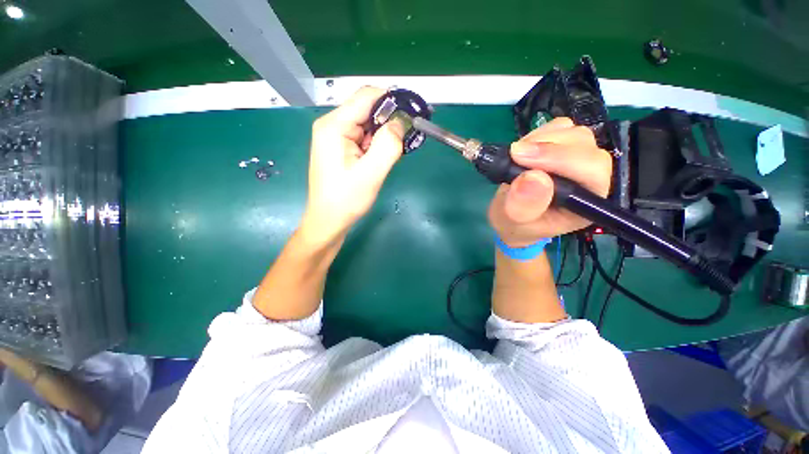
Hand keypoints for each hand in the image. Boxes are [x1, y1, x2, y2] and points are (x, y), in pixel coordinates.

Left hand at [301, 87, 404, 244]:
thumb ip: (388, 145)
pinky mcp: (340, 148)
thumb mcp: (371, 173)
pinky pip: (363, 138)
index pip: (367, 96)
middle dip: (389, 122)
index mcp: (334, 126)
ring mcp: (335, 137)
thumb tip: (401, 122)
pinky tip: (380, 160)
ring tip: (389, 157)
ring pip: (368, 125)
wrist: (328, 221)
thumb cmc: (346, 200)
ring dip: (383, 136)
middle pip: (367, 110)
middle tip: (404, 142)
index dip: (392, 101)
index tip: (412, 115)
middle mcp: (332, 126)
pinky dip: (376, 145)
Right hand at [488, 117, 611, 246]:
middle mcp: (591, 177)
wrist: (513, 218)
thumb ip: (523, 206)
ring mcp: (579, 158)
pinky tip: (525, 151)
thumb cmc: (516, 225)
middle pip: (584, 145)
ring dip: (539, 140)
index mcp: (587, 202)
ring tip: (516, 159)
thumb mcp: (513, 222)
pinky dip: (538, 134)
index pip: (591, 170)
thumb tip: (533, 177)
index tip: (521, 158)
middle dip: (547, 147)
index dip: (560, 159)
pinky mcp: (566, 146)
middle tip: (514, 155)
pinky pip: (559, 127)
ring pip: (572, 132)